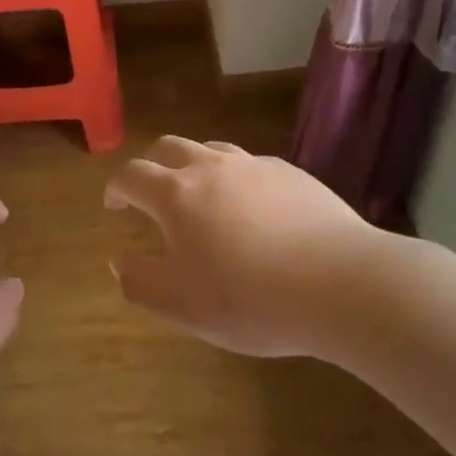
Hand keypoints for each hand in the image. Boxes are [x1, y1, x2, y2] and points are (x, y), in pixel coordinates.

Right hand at [105, 136, 374, 357]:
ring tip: (201, 195)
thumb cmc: (252, 299)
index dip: (117, 188)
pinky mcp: (291, 172)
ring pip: (211, 150)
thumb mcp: (184, 308)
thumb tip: (119, 262)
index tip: (114, 204)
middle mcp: (211, 168)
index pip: (132, 176)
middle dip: (152, 165)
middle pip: (168, 147)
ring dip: (194, 166)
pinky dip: (237, 179)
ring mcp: (254, 165)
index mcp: (177, 195)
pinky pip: (251, 165)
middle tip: (151, 192)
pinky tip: (254, 209)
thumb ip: (142, 284)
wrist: (341, 283)